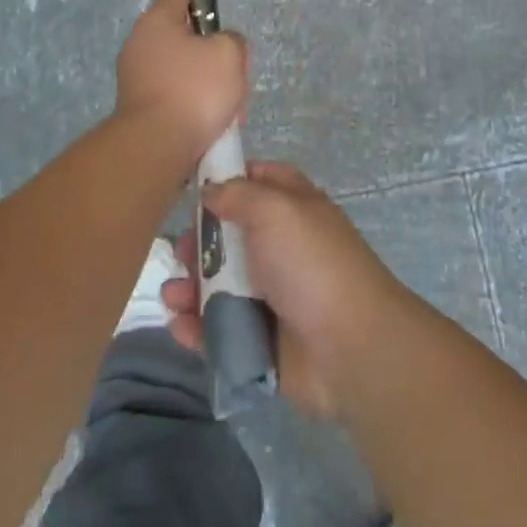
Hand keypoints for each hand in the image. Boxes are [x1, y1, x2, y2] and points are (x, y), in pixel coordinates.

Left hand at [115, 0, 248, 156]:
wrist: (157, 146)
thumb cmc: (194, 90)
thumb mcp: (229, 53)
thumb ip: (232, 39)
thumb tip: (222, 47)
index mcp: (156, 21)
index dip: (208, 1)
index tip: (226, 26)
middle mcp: (139, 44)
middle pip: (188, 37)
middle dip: (216, 56)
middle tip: (234, 77)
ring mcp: (136, 77)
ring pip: (185, 70)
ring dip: (209, 86)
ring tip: (228, 110)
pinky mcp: (140, 107)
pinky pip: (175, 96)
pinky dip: (193, 106)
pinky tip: (210, 125)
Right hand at [162, 161, 406, 418]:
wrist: (351, 348)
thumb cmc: (311, 266)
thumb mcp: (276, 210)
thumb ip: (238, 193)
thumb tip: (211, 191)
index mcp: (293, 209)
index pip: (258, 180)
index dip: (228, 178)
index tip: (194, 187)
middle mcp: (281, 248)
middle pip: (229, 236)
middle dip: (198, 243)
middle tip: (181, 253)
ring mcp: (271, 296)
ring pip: (218, 284)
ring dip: (190, 287)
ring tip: (175, 296)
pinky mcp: (260, 338)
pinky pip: (218, 327)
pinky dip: (197, 327)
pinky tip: (181, 325)